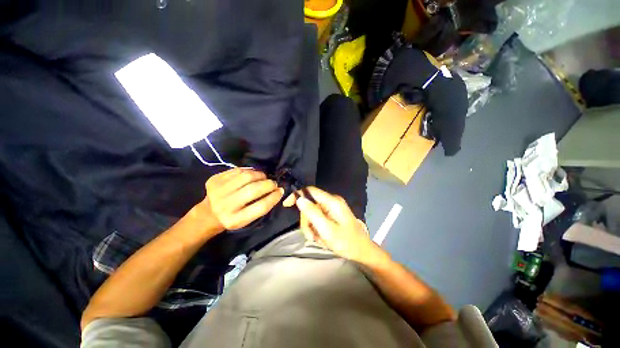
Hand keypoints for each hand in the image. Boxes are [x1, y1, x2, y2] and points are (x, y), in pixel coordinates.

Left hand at [197, 168, 283, 230]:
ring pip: (246, 176)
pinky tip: (251, 175)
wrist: (208, 213)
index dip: (274, 197)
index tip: (281, 191)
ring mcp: (218, 191)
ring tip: (263, 178)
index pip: (260, 207)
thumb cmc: (233, 217)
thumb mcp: (248, 219)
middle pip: (253, 190)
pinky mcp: (214, 180)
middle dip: (268, 184)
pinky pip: (238, 170)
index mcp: (235, 220)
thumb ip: (262, 206)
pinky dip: (249, 171)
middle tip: (273, 183)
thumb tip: (278, 190)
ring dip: (259, 175)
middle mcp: (226, 206)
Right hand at [283, 187, 377, 262]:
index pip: (310, 191)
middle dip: (307, 220)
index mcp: (332, 202)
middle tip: (311, 236)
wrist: (362, 251)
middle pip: (310, 205)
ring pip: (312, 213)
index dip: (297, 195)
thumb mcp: (327, 230)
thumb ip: (312, 213)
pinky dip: (316, 228)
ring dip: (311, 227)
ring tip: (318, 239)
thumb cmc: (346, 242)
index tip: (287, 205)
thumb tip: (300, 199)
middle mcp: (331, 201)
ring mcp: (332, 208)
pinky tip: (322, 238)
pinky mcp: (332, 214)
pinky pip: (318, 218)